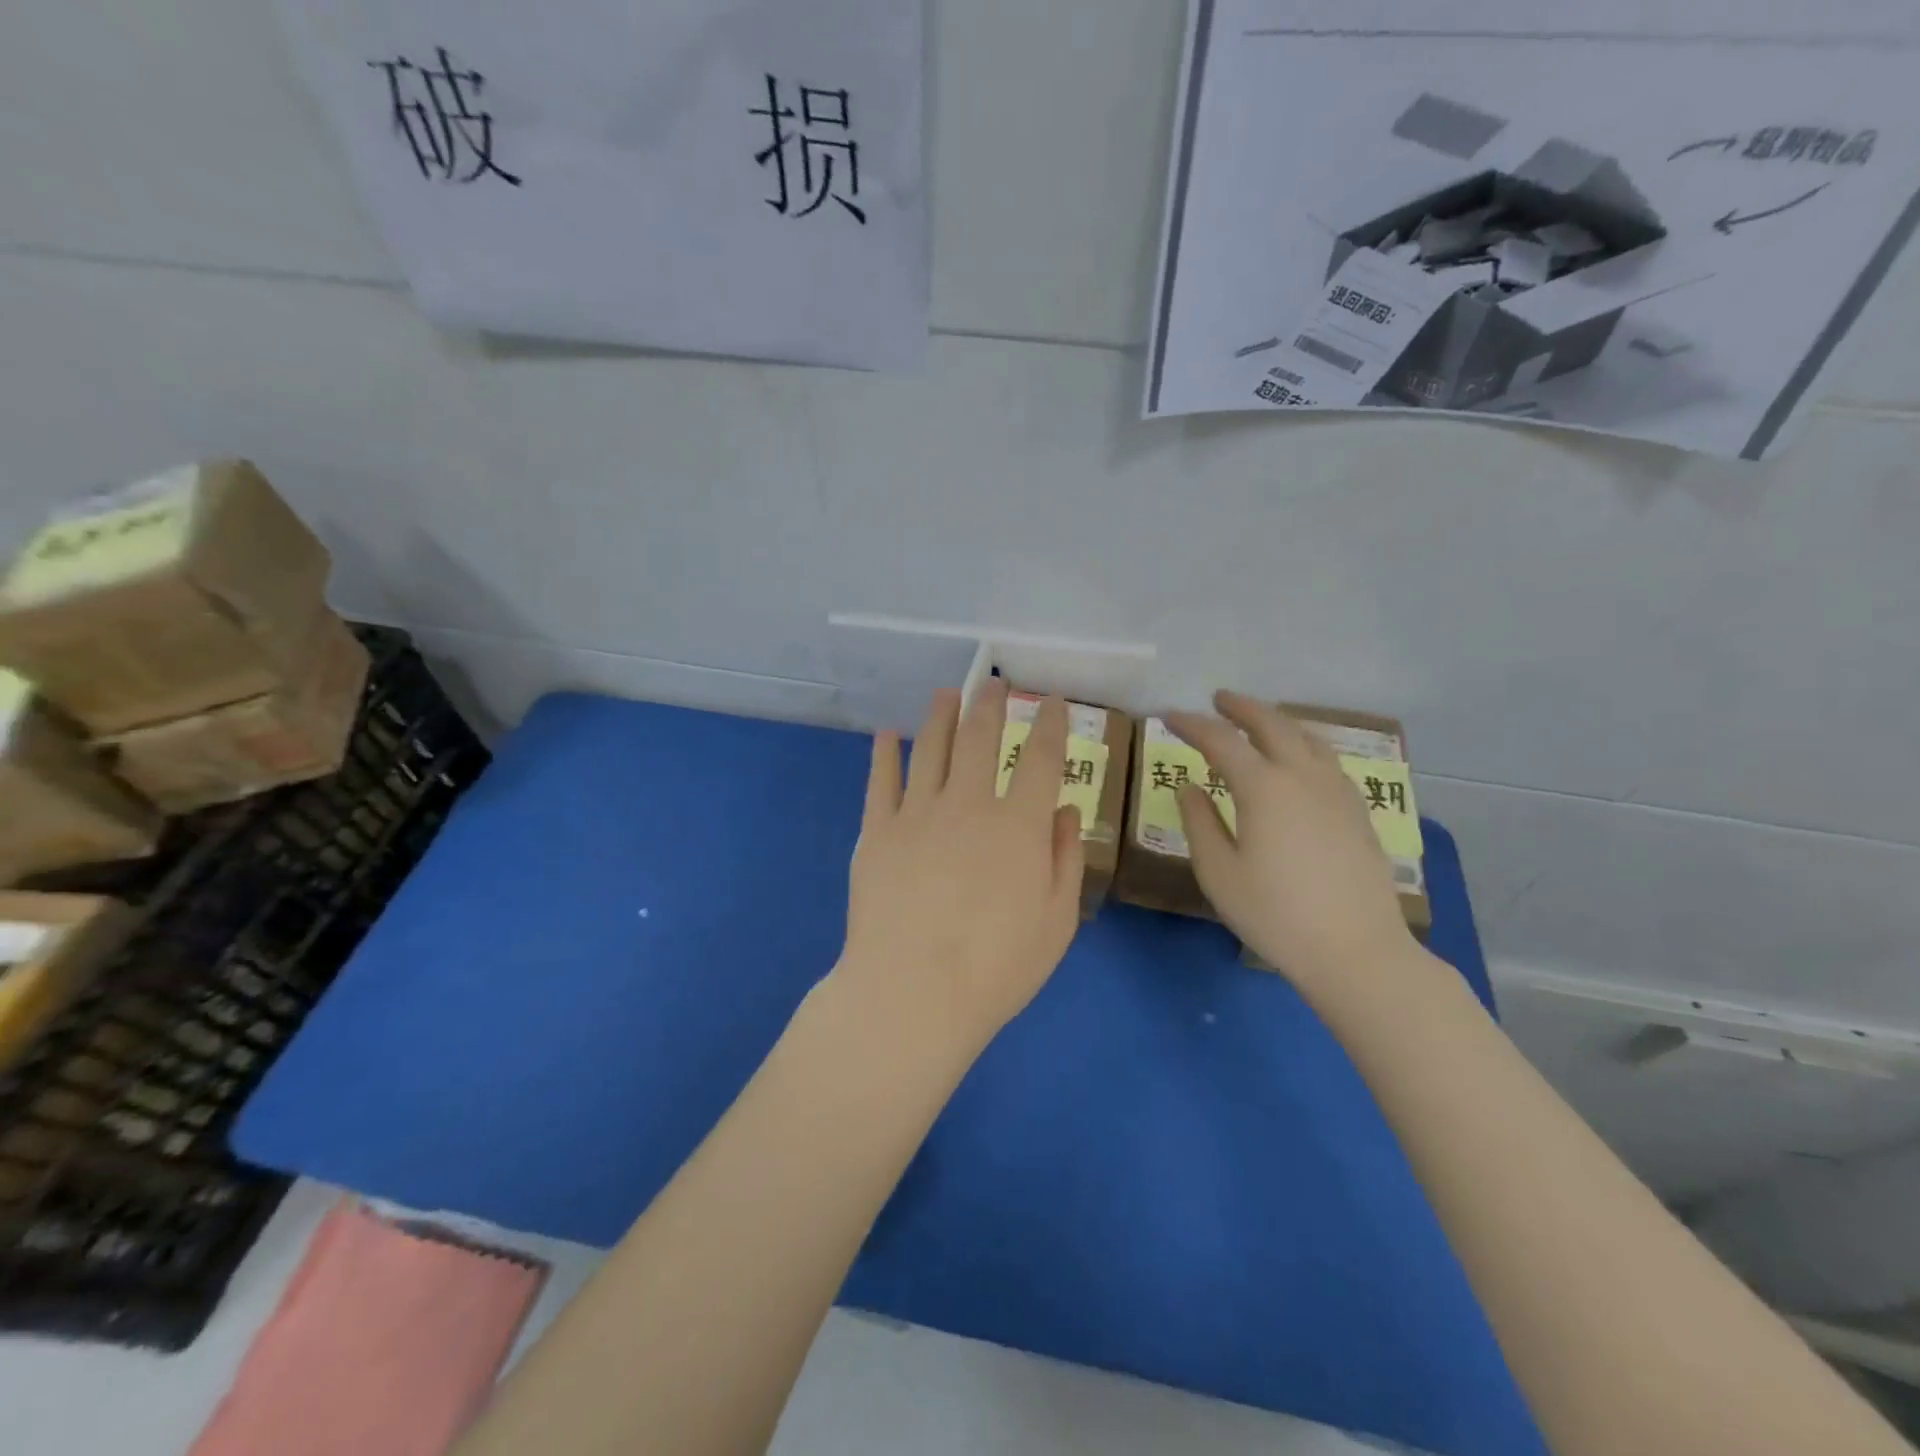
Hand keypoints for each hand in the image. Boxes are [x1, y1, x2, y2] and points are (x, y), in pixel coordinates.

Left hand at [837, 682, 1084, 1056]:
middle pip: (979, 738)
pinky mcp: (876, 831)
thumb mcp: (1056, 921)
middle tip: (993, 682)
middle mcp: (967, 804)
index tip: (1050, 700)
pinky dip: (884, 752)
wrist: (912, 993)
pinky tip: (887, 734)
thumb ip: (1064, 859)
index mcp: (1017, 825)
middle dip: (989, 703)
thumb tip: (1064, 811)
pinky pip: (880, 780)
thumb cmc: (997, 967)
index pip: (1039, 758)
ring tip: (946, 692)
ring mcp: (916, 813)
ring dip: (940, 715)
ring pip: (929, 747)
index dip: (1048, 723)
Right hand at [1167, 691, 1414, 987]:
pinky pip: (1327, 759)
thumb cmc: (1275, 915)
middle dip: (1241, 708)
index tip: (1169, 717)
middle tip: (1218, 700)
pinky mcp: (1357, 811)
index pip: (1221, 741)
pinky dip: (1304, 743)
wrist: (1356, 951)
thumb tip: (1190, 786)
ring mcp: (1337, 791)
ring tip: (1258, 721)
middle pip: (1272, 724)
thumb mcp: (1218, 872)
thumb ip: (1199, 822)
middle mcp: (1303, 776)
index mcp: (1263, 787)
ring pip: (1306, 737)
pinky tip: (1299, 759)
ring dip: (1277, 721)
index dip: (1192, 725)